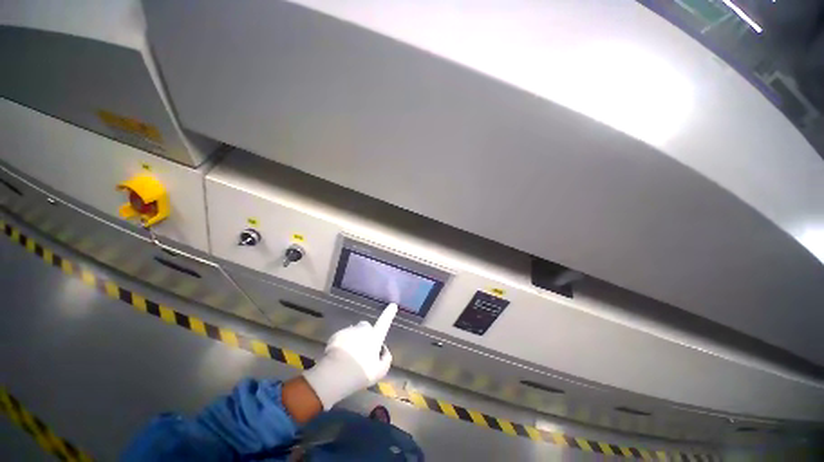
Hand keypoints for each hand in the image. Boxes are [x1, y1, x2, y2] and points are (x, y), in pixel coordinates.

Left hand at [303, 304, 397, 409]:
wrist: (336, 374)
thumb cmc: (362, 373)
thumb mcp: (380, 372)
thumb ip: (385, 359)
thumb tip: (383, 350)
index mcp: (375, 337)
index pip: (384, 322)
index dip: (389, 314)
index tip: (393, 305)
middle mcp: (363, 330)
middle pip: (365, 327)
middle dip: (364, 334)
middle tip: (362, 350)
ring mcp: (349, 331)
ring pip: (352, 332)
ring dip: (352, 340)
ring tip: (348, 357)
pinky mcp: (336, 335)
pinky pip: (341, 338)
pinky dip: (341, 345)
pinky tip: (338, 358)